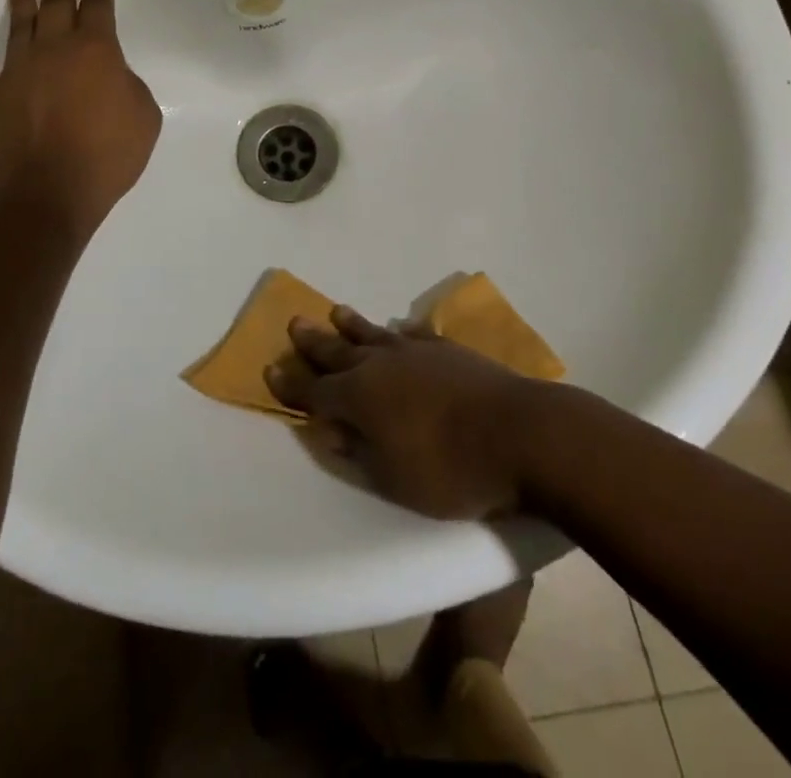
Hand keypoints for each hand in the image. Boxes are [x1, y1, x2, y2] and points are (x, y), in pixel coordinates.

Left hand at [0, 0, 161, 238]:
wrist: (52, 189)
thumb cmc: (108, 153)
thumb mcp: (145, 115)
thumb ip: (129, 85)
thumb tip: (110, 77)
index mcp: (96, 50)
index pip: (97, 4)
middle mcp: (55, 50)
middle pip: (56, 3)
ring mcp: (19, 70)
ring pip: (19, 25)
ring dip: (19, 0)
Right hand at [265, 306, 536, 519]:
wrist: (521, 434)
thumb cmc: (451, 469)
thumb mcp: (393, 478)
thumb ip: (357, 451)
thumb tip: (328, 428)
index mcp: (359, 398)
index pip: (314, 391)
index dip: (290, 385)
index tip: (269, 370)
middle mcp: (378, 366)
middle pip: (337, 351)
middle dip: (313, 342)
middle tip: (294, 323)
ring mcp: (414, 352)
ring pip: (372, 334)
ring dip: (351, 325)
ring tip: (335, 311)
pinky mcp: (446, 349)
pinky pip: (411, 334)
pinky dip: (397, 332)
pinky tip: (396, 330)